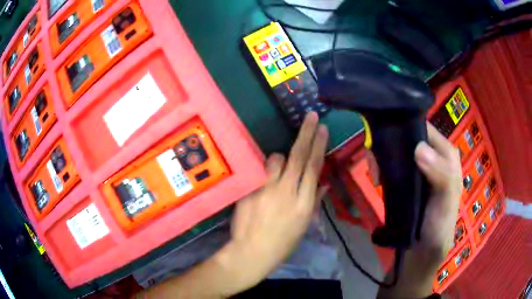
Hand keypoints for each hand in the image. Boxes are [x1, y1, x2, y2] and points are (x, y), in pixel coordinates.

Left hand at [224, 112, 328, 290]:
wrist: (252, 252)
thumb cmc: (282, 242)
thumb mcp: (303, 225)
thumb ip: (314, 201)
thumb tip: (323, 184)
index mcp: (305, 204)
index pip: (314, 168)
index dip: (319, 146)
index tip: (323, 129)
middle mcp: (288, 193)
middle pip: (299, 157)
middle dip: (307, 134)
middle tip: (311, 116)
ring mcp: (267, 190)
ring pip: (276, 159)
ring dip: (280, 158)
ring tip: (279, 168)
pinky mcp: (250, 190)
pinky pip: (259, 170)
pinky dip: (265, 169)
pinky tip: (264, 177)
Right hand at [377, 123, 461, 297]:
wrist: (422, 250)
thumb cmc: (439, 224)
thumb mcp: (446, 201)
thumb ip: (441, 175)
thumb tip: (418, 149)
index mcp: (445, 153)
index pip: (424, 129)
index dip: (405, 130)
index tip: (386, 142)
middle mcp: (432, 154)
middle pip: (407, 136)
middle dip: (390, 145)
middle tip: (377, 165)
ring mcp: (418, 166)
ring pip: (397, 148)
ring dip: (383, 158)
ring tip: (376, 176)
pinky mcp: (406, 177)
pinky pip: (392, 163)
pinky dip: (382, 166)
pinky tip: (378, 179)